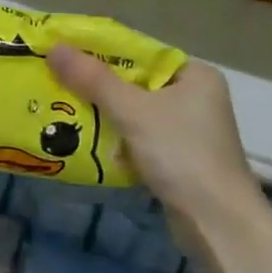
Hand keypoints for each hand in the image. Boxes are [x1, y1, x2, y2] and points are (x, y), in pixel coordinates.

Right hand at [47, 47, 267, 227]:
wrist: (217, 224)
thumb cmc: (181, 154)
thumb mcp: (132, 111)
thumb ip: (93, 79)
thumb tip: (54, 48)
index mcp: (194, 74)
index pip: (140, 52)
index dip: (101, 50)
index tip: (65, 52)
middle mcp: (195, 96)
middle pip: (134, 81)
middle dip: (96, 84)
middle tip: (56, 78)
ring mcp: (187, 130)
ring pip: (134, 110)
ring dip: (102, 112)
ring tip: (61, 105)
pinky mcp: (178, 158)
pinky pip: (137, 136)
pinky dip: (115, 136)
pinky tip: (85, 137)